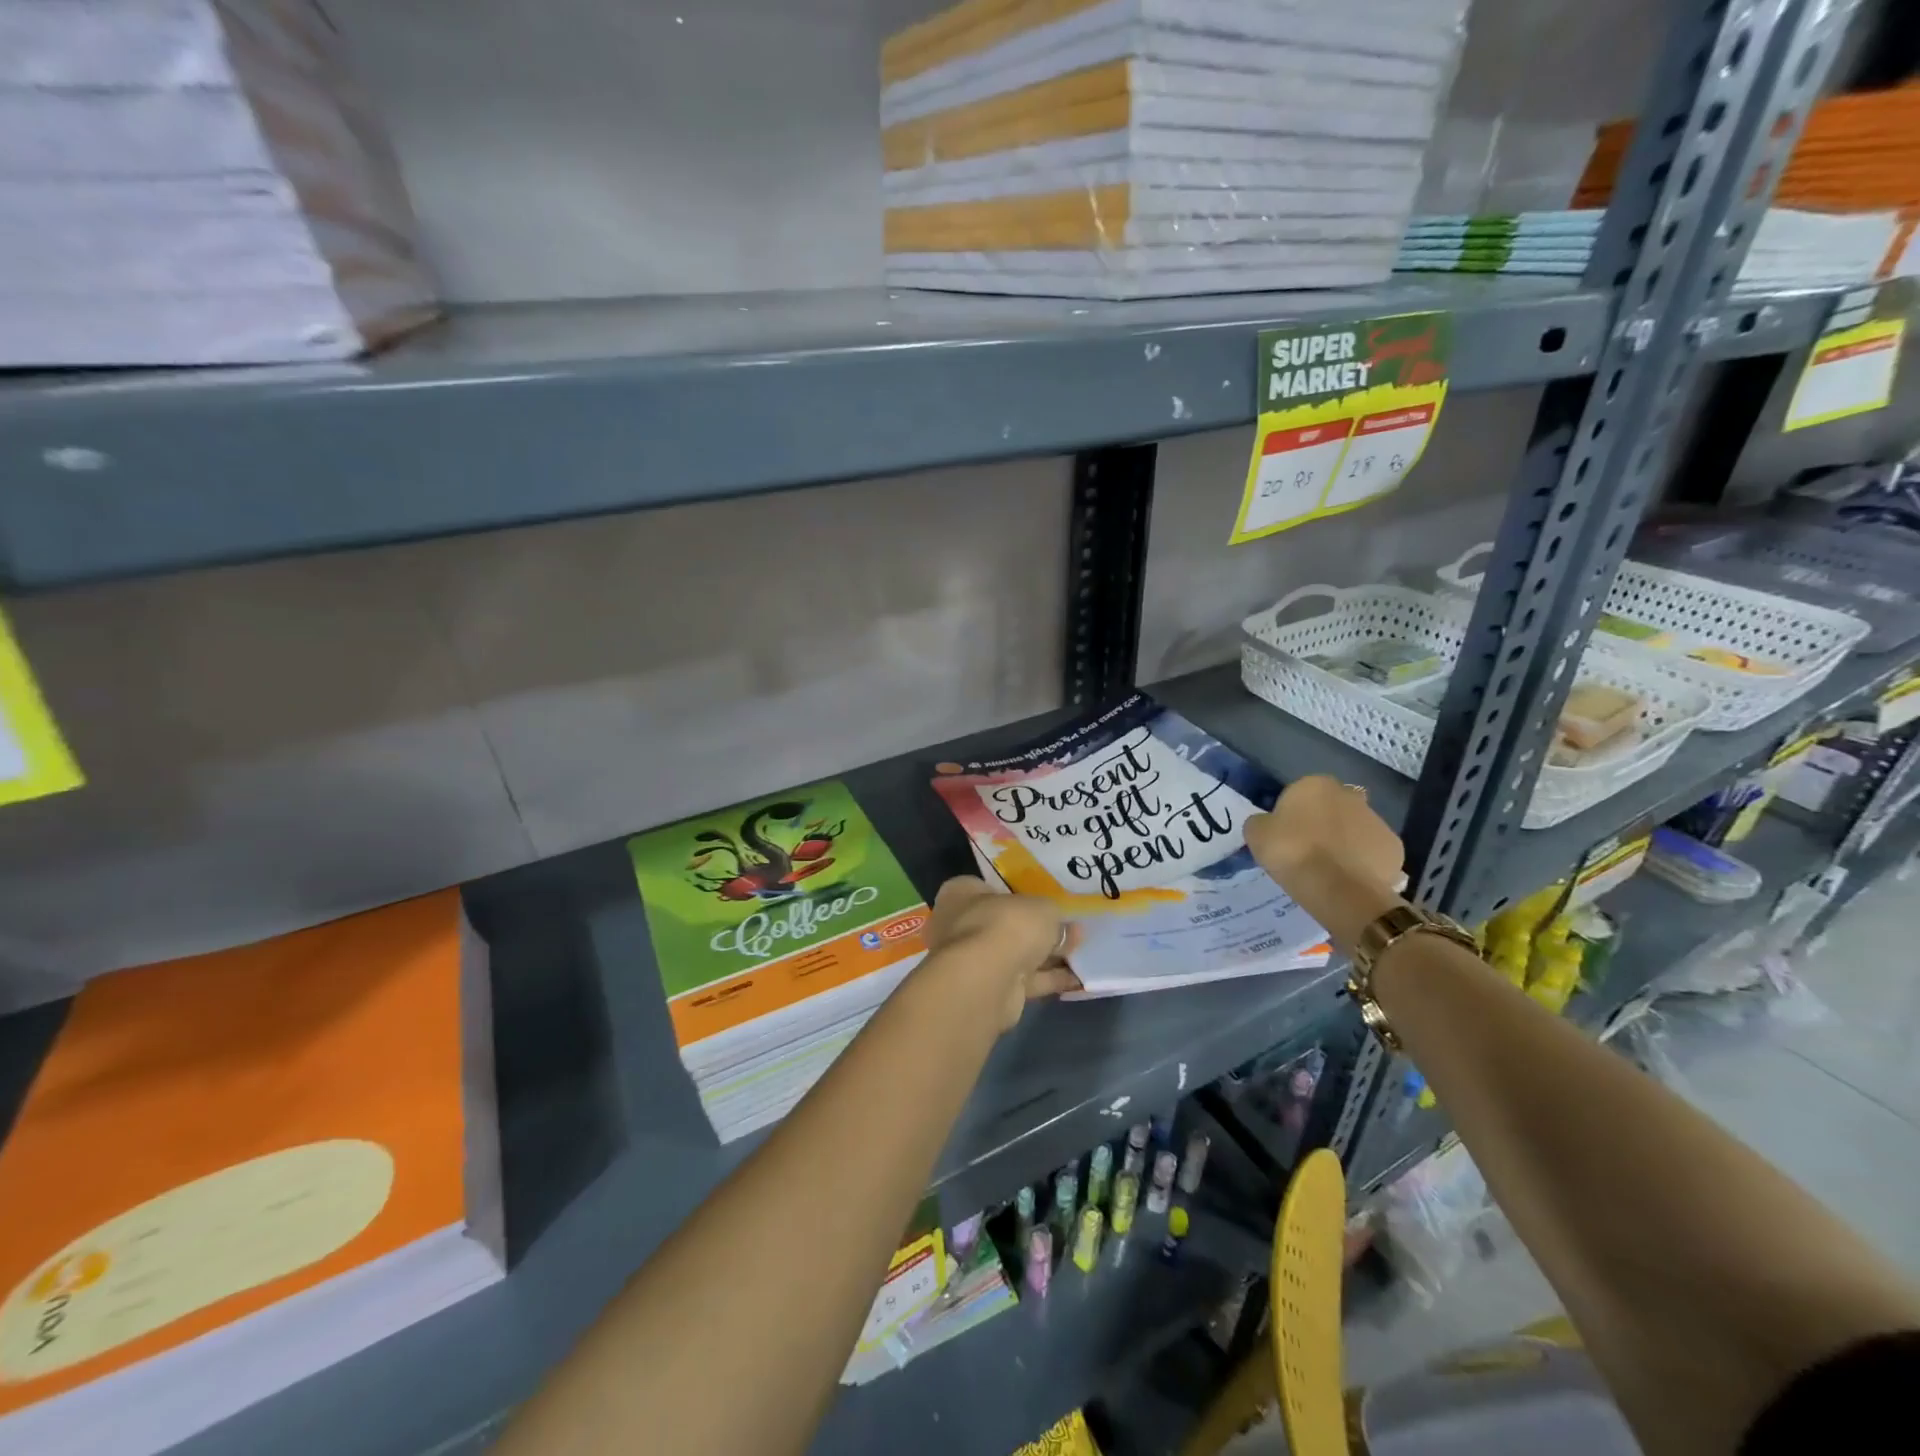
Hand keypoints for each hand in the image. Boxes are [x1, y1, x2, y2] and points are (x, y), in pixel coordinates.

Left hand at [924, 877, 1079, 1030]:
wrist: (985, 981)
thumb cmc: (1005, 925)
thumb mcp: (1041, 908)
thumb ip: (1053, 916)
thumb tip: (1064, 929)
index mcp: (961, 894)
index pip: (987, 888)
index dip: (1016, 893)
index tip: (1043, 901)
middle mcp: (959, 926)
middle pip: (1004, 924)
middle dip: (1037, 930)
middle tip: (1071, 929)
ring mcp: (972, 962)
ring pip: (1015, 955)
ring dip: (1047, 956)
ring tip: (1083, 952)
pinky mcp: (988, 991)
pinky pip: (1024, 981)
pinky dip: (1048, 979)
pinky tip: (1077, 978)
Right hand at [1244, 777, 1405, 947]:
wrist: (1338, 889)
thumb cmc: (1292, 852)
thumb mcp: (1256, 834)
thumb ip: (1261, 823)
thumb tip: (1268, 824)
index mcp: (1315, 784)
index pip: (1300, 793)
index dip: (1292, 814)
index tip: (1285, 836)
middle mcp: (1349, 795)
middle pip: (1332, 807)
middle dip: (1324, 822)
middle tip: (1308, 850)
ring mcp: (1377, 820)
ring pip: (1355, 828)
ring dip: (1345, 842)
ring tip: (1329, 870)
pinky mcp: (1394, 847)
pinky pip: (1372, 852)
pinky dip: (1363, 862)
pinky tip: (1349, 879)